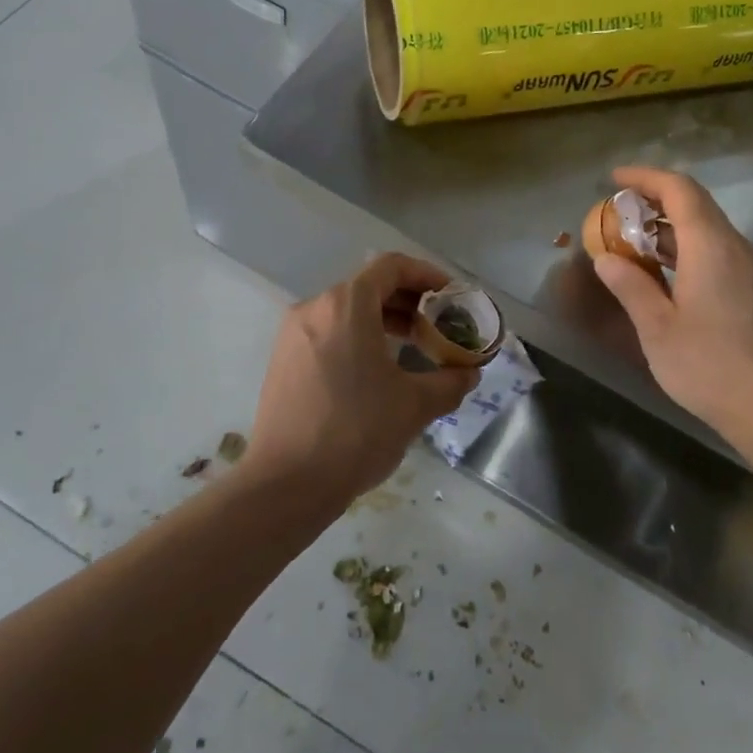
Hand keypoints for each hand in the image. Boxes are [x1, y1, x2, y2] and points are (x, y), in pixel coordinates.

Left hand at [245, 253, 479, 503]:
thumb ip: (450, 382)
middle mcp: (314, 308)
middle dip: (409, 302)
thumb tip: (469, 374)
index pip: (392, 266)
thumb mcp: (415, 405)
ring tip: (414, 349)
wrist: (286, 485)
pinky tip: (378, 372)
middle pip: (369, 287)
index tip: (451, 297)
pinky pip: (328, 333)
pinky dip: (358, 338)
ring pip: (347, 311)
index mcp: (346, 305)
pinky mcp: (283, 361)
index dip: (427, 275)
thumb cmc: (356, 431)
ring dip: (384, 321)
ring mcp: (293, 335)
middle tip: (439, 327)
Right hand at [591, 166, 752, 444]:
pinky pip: (715, 251)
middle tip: (616, 212)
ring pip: (706, 228)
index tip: (613, 179)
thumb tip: (607, 259)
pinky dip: (684, 248)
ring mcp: (748, 269)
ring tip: (631, 241)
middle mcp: (734, 246)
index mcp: (710, 245)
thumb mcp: (658, 328)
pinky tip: (662, 274)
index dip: (645, 177)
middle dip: (654, 199)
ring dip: (668, 227)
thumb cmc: (710, 365)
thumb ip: (631, 286)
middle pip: (695, 204)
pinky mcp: (752, 291)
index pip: (679, 189)